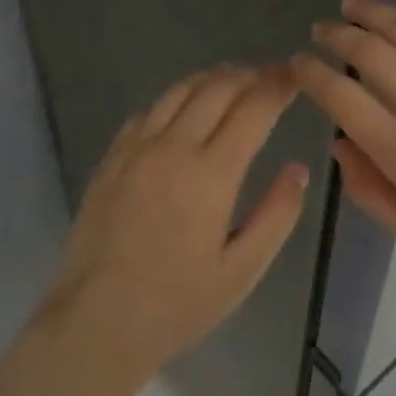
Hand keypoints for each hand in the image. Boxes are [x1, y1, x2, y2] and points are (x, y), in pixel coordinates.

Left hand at [47, 65, 308, 377]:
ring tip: (234, 81)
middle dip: (250, 75)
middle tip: (271, 76)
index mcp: (211, 174)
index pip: (253, 108)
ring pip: (179, 90)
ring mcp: (136, 149)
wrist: (97, 320)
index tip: (296, 76)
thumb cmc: (178, 303)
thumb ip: (277, 215)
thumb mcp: (242, 270)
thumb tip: (298, 169)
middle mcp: (173, 148)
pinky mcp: (111, 158)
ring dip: (213, 78)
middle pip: (217, 87)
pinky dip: (176, 99)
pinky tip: (184, 111)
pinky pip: (148, 111)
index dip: (279, 86)